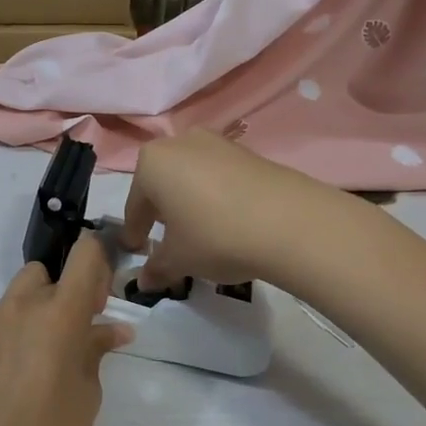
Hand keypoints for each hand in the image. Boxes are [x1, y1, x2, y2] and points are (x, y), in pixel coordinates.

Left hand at [0, 237, 130, 425]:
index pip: (83, 254)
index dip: (100, 259)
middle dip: (68, 288)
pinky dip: (23, 327)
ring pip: (23, 293)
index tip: (106, 294)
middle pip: (48, 271)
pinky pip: (6, 318)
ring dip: (43, 306)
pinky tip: (30, 370)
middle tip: (83, 329)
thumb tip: (112, 328)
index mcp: (57, 312)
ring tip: (57, 353)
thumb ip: (96, 350)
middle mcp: (21, 306)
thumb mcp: (87, 393)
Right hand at [123, 130, 328, 290]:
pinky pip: (219, 176)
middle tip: (166, 238)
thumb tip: (144, 282)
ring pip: (191, 176)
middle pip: (162, 183)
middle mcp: (179, 143)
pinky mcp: (248, 152)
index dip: (135, 231)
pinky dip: (216, 196)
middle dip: (162, 211)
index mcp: (151, 163)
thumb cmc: (215, 236)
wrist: (291, 222)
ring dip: (189, 201)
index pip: (135, 204)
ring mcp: (216, 143)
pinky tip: (228, 220)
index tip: (136, 250)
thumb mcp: (179, 259)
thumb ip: (157, 268)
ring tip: (200, 230)